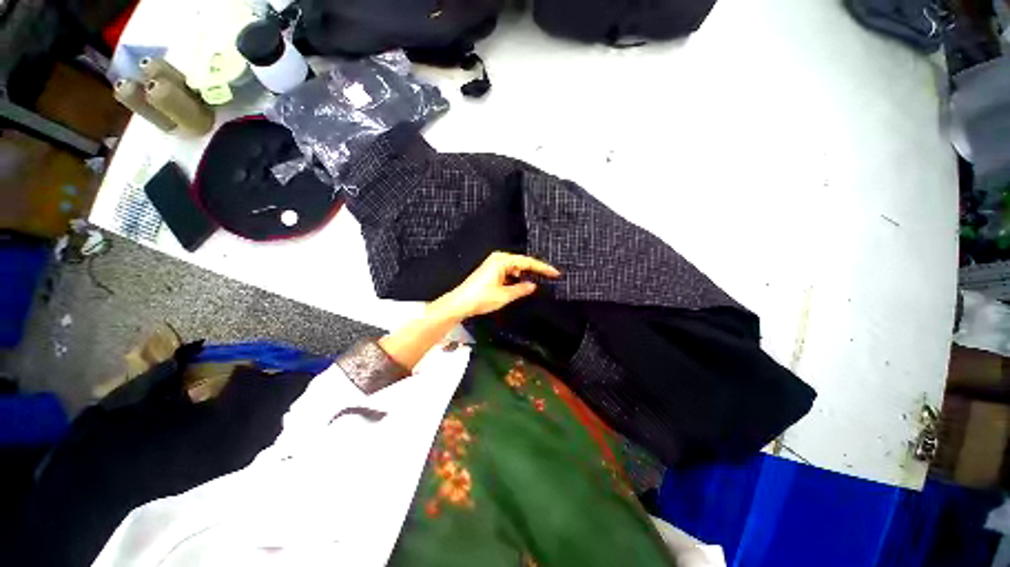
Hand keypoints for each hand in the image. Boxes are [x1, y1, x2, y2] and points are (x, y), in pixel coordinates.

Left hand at [433, 252, 560, 320]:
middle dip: (535, 270)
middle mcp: (498, 258)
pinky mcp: (490, 270)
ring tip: (537, 281)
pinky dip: (515, 277)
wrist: (460, 303)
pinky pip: (508, 271)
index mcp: (502, 261)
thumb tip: (533, 285)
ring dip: (524, 274)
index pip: (528, 262)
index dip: (543, 268)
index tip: (555, 273)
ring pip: (515, 267)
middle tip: (550, 276)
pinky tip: (520, 284)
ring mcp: (493, 264)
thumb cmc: (481, 298)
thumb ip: (521, 289)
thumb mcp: (505, 295)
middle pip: (522, 262)